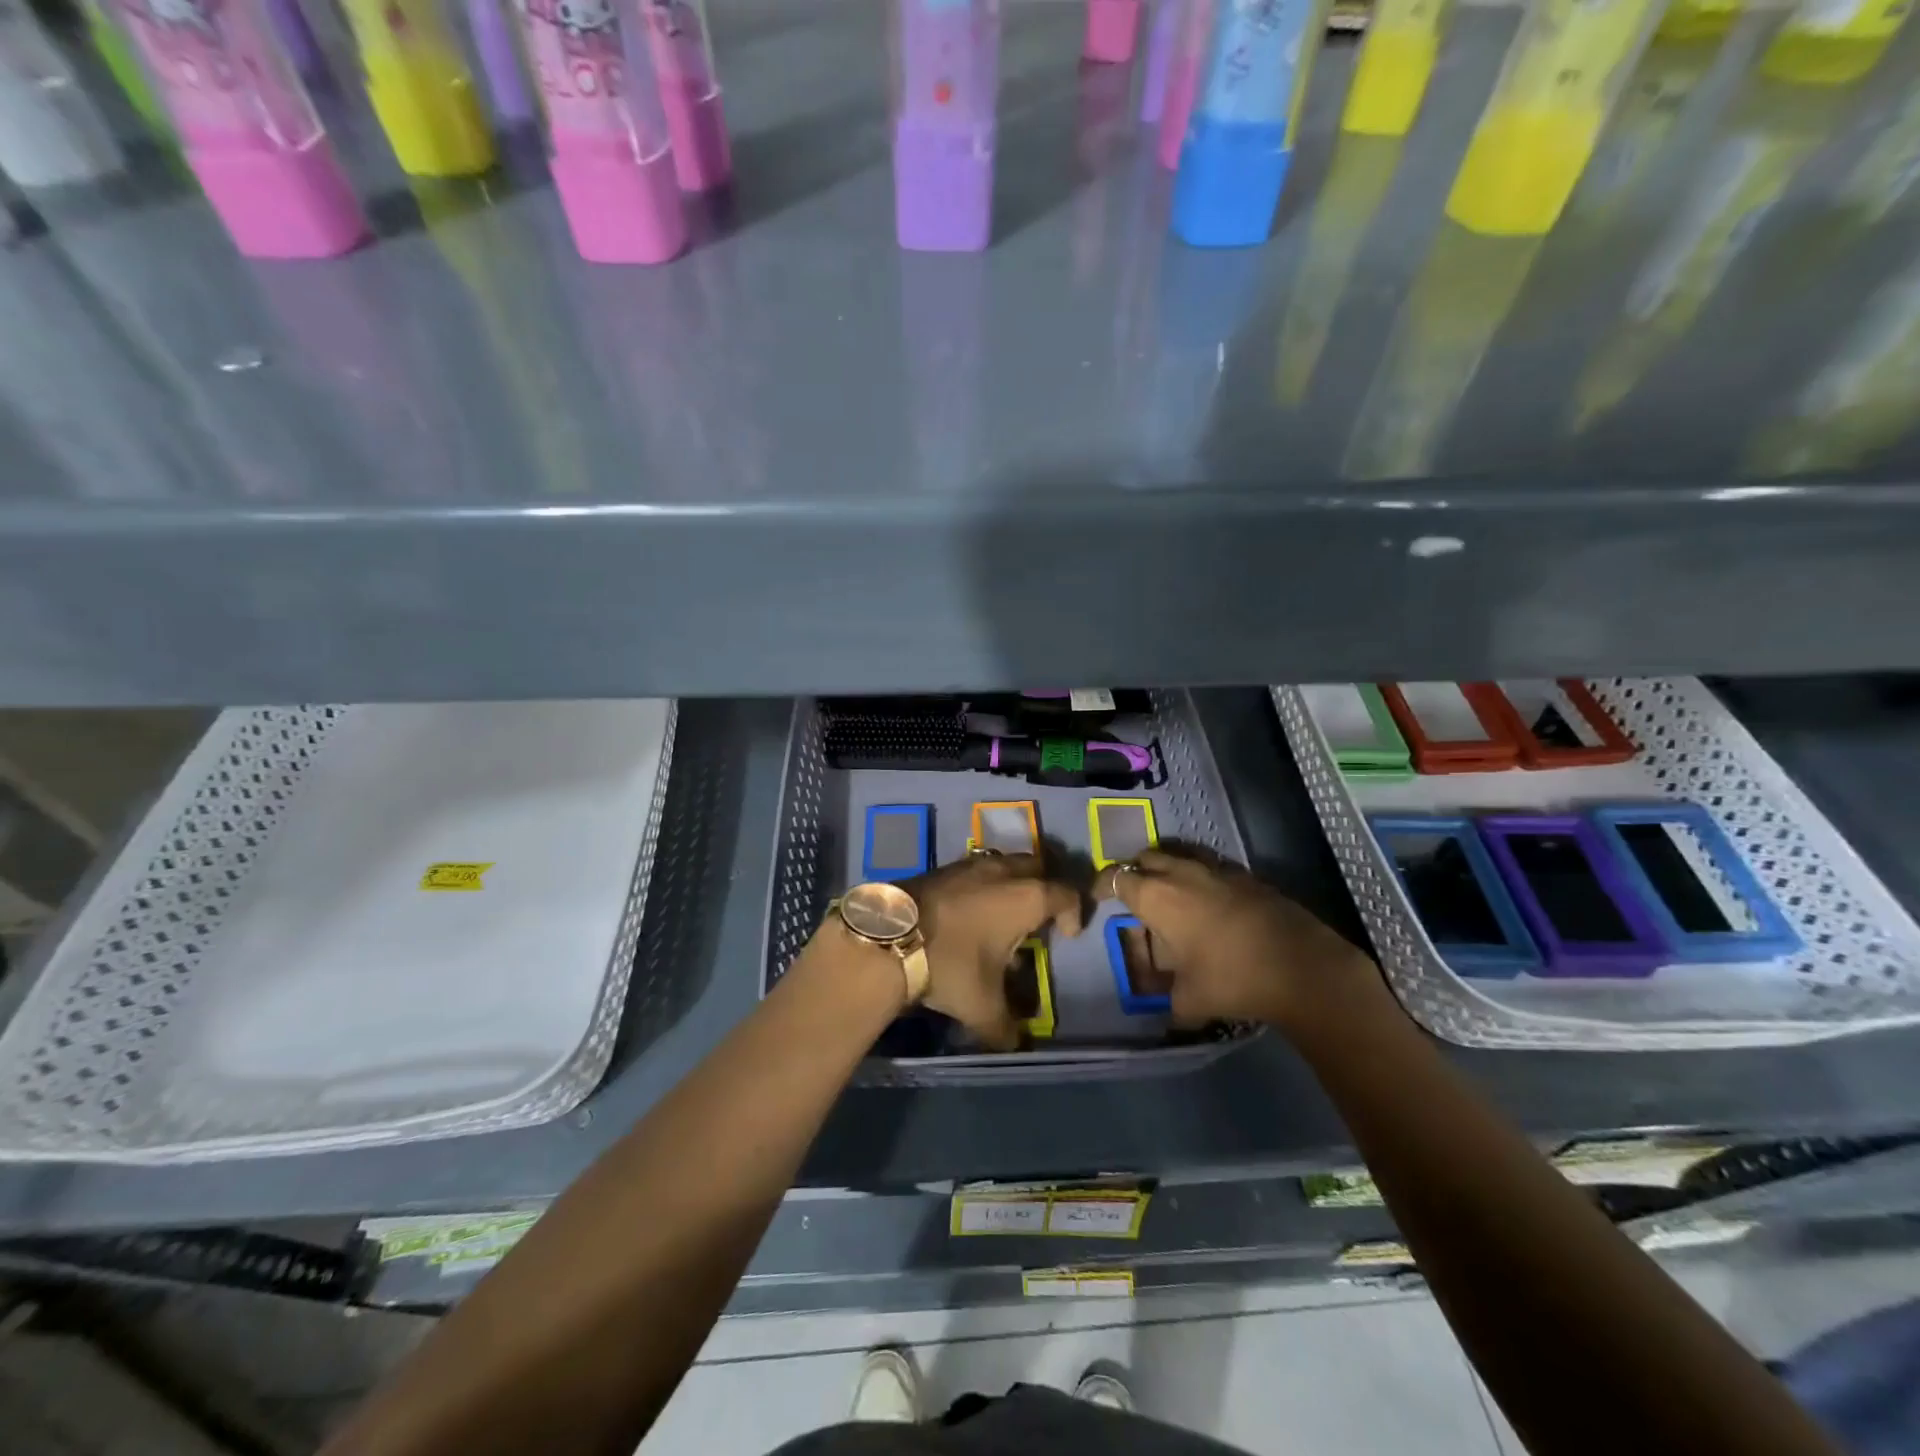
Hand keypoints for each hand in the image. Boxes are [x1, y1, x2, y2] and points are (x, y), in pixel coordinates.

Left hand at [909, 853, 1081, 1050]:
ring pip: (1005, 865)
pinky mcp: (943, 867)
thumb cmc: (949, 964)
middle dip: (1046, 888)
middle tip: (1041, 917)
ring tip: (1003, 919)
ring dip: (1012, 885)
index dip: (1074, 912)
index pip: (1066, 894)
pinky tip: (969, 915)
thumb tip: (1013, 1045)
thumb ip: (1004, 1028)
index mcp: (1027, 898)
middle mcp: (1003, 872)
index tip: (1068, 935)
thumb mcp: (982, 1006)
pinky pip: (976, 871)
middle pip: (1038, 867)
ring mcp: (971, 865)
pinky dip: (983, 886)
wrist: (888, 936)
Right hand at [1100, 849, 1382, 1033]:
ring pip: (1180, 856)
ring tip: (1169, 894)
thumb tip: (1169, 1013)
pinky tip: (1210, 903)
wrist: (1302, 966)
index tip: (1099, 898)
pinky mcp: (1247, 876)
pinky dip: (1200, 878)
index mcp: (1157, 897)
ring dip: (1168, 869)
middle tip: (1134, 896)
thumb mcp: (1189, 1001)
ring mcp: (1217, 870)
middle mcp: (1182, 874)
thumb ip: (1170, 1002)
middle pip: (1147, 858)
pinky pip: (1211, 867)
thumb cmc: (1232, 979)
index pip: (1117, 877)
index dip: (1102, 885)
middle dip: (1135, 872)